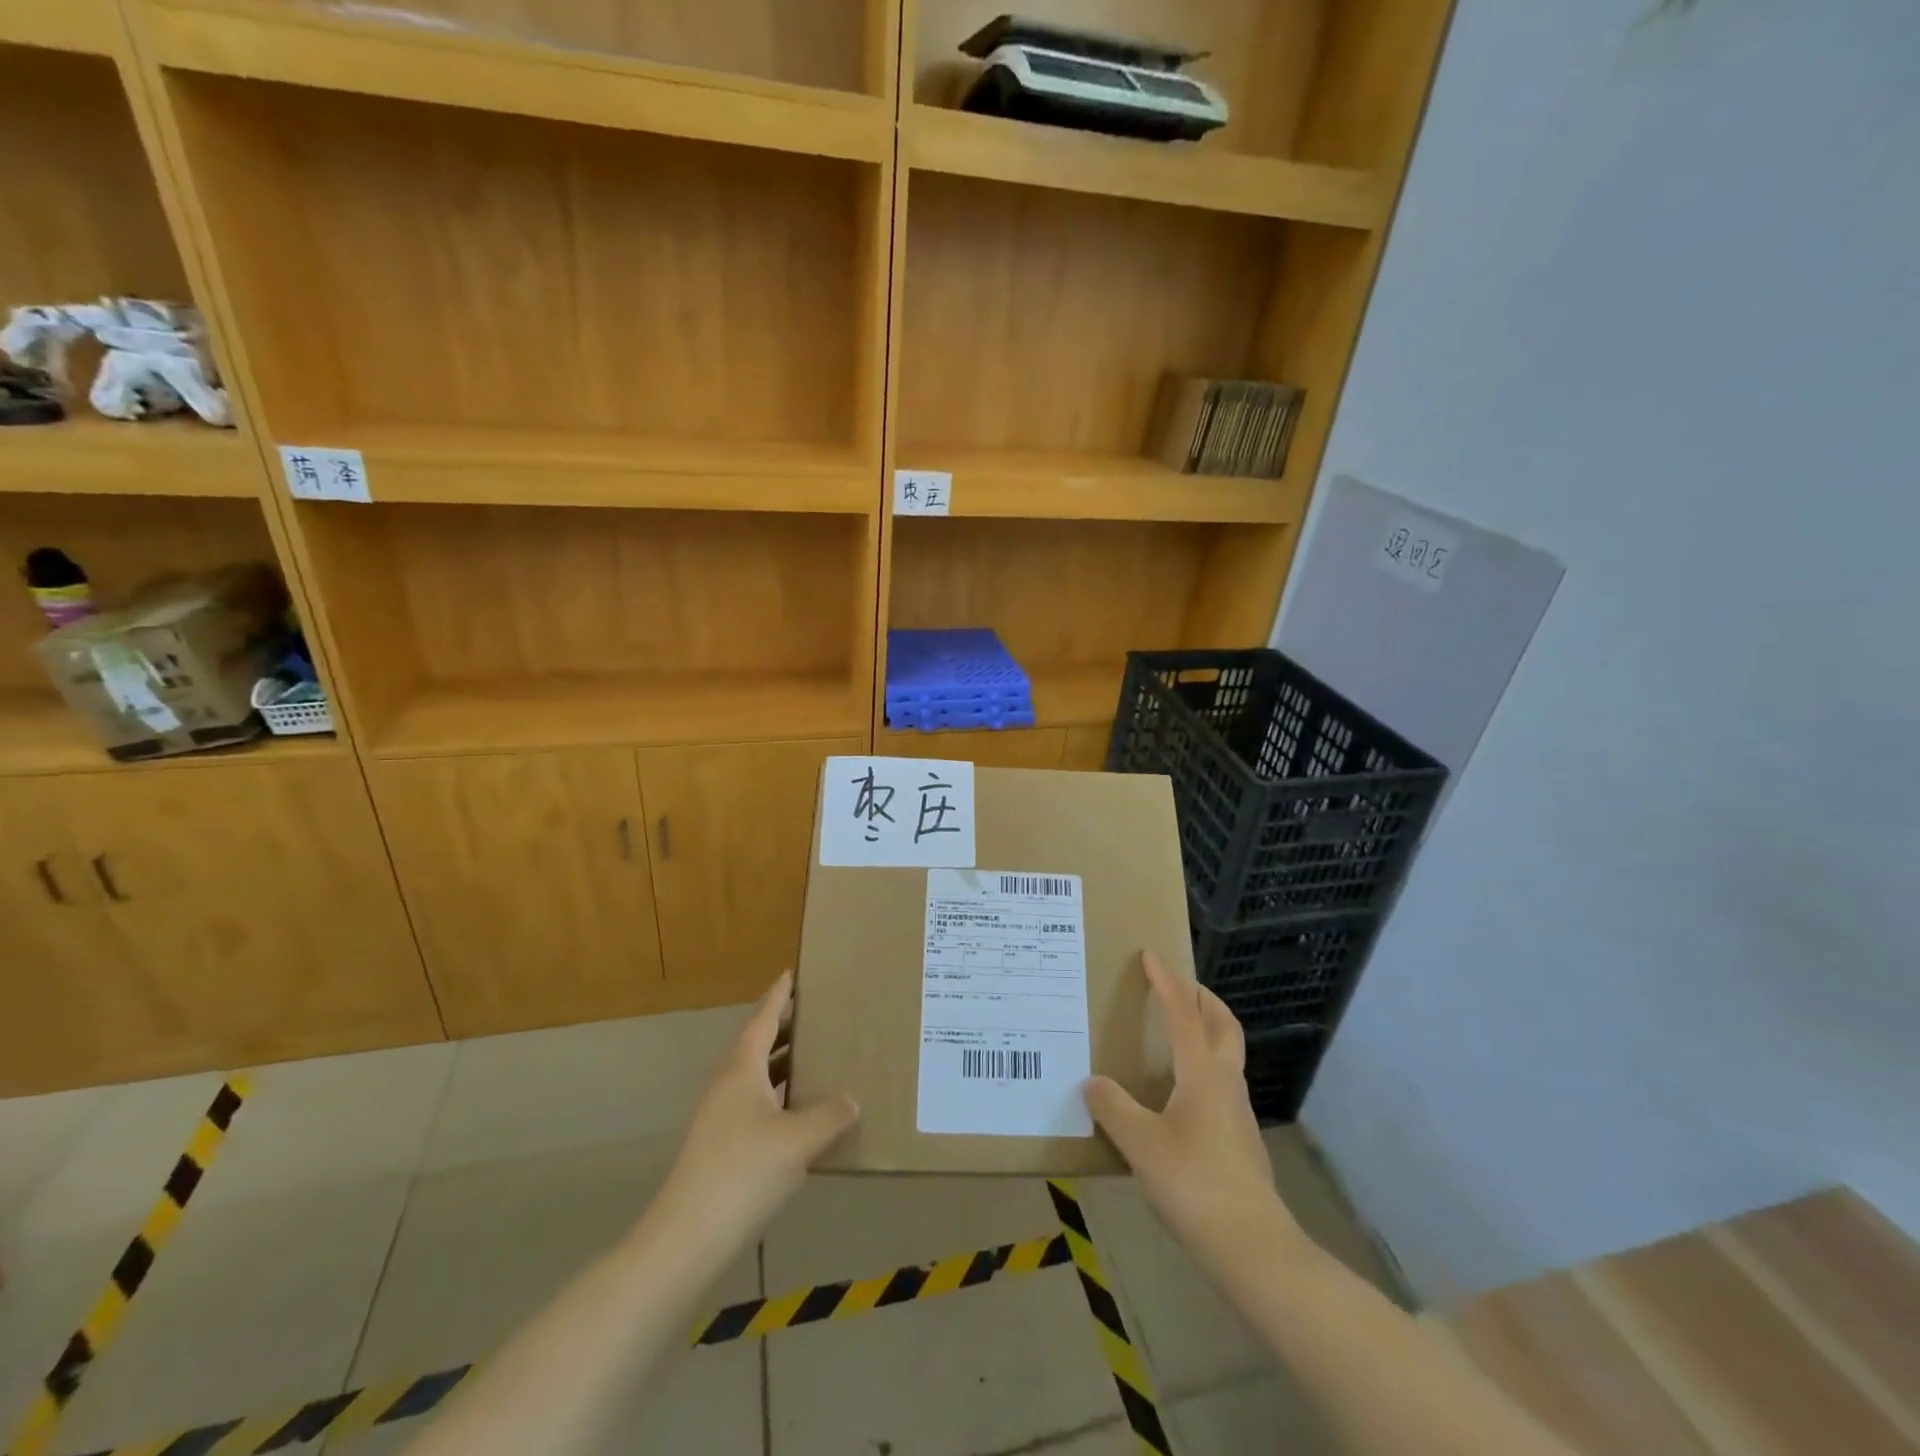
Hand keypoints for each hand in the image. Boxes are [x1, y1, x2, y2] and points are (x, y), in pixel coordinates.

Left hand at [655, 972, 858, 1253]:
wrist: (687, 1237)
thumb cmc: (744, 1173)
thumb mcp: (798, 1141)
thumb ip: (830, 1116)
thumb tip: (852, 1099)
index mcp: (741, 1069)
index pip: (763, 1019)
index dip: (779, 996)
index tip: (792, 973)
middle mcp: (727, 1083)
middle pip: (757, 1043)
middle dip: (785, 1027)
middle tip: (816, 1013)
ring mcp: (719, 1115)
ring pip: (755, 1075)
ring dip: (782, 1062)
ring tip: (814, 1056)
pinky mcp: (719, 1143)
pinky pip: (754, 1101)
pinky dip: (777, 1094)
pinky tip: (798, 1112)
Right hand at [1084, 952, 1301, 1264]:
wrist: (1253, 1247)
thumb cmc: (1194, 1184)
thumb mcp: (1140, 1144)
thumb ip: (1113, 1108)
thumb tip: (1093, 1083)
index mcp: (1202, 1072)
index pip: (1183, 1012)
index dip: (1166, 981)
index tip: (1151, 955)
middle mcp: (1225, 1081)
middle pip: (1222, 1024)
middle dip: (1203, 997)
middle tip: (1178, 986)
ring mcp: (1238, 1110)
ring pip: (1227, 1052)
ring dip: (1207, 1029)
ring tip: (1175, 1033)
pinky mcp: (1240, 1138)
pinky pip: (1222, 1081)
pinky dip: (1205, 1064)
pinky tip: (1180, 1091)